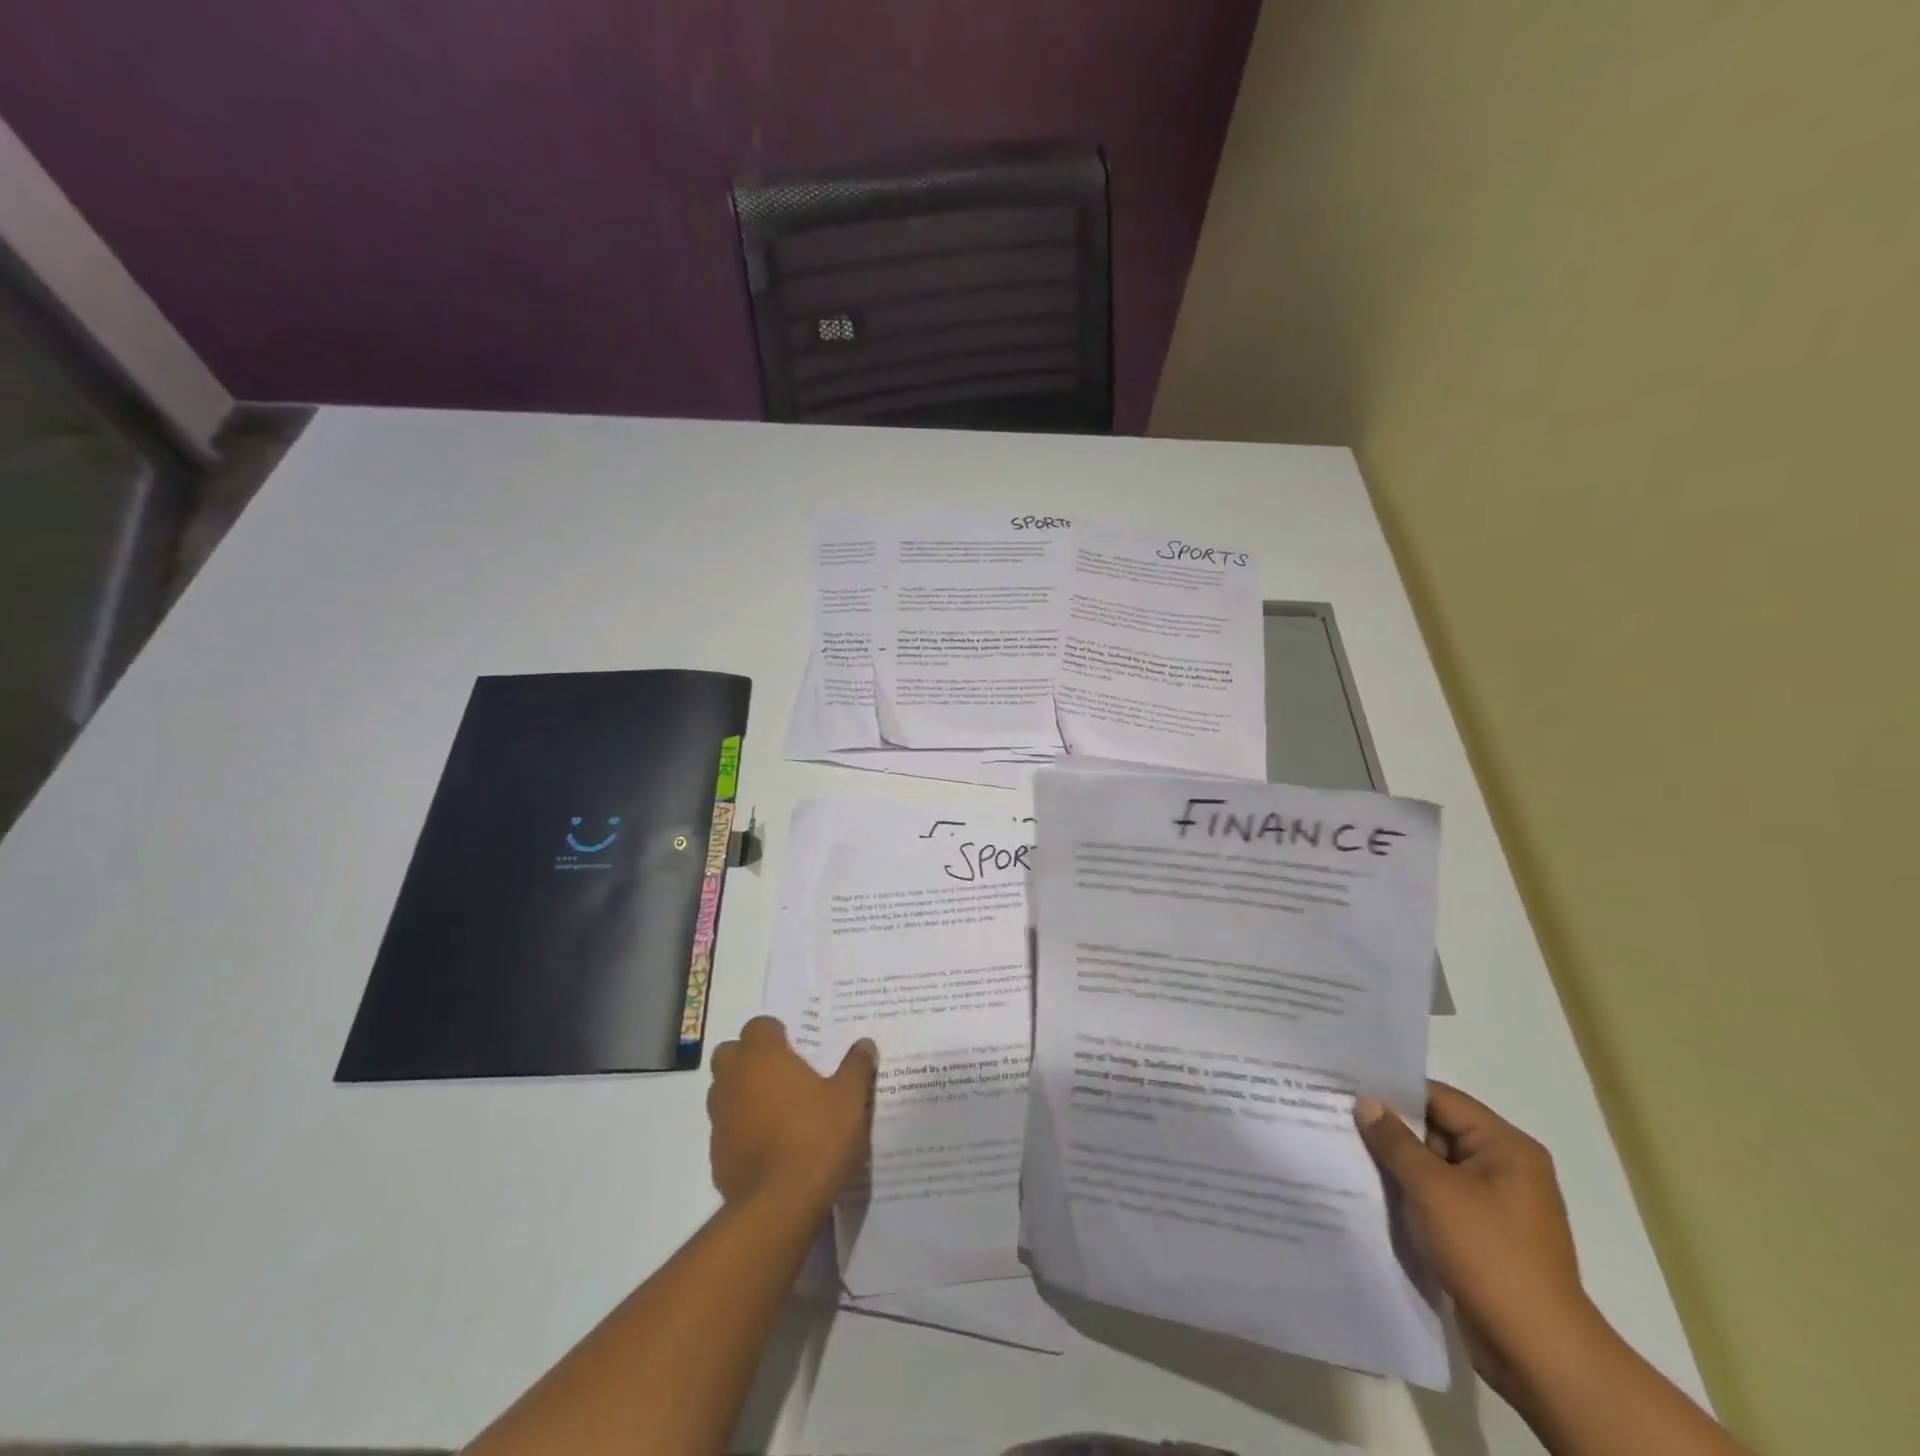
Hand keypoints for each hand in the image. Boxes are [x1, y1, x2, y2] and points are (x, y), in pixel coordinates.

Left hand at [707, 1017, 876, 1211]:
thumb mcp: (849, 1098)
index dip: (774, 1032)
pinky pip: (725, 1128)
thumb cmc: (817, 1137)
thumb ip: (856, 1066)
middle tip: (780, 1071)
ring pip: (722, 1091)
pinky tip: (768, 1144)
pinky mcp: (716, 1155)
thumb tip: (865, 1043)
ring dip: (741, 1092)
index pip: (758, 1026)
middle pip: (730, 1054)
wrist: (780, 1205)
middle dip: (748, 1057)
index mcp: (764, 1058)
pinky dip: (740, 1128)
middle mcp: (734, 1080)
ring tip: (775, 1108)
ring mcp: (720, 1118)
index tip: (794, 1044)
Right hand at [1355, 1082, 1603, 1401]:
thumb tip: (1366, 1102)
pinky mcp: (1484, 1235)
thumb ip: (1394, 1140)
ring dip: (1396, 1164)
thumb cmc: (1488, 1253)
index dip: (1394, 1091)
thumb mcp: (1432, 1188)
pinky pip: (1438, 1198)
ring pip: (1434, 1167)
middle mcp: (1506, 1168)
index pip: (1440, 1099)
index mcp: (1506, 1147)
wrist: (1537, 1351)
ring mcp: (1496, 1204)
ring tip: (1345, 1150)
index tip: (1347, 1086)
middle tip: (1337, 1116)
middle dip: (1390, 1128)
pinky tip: (1372, 1191)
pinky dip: (1409, 1193)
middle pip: (1437, 1130)